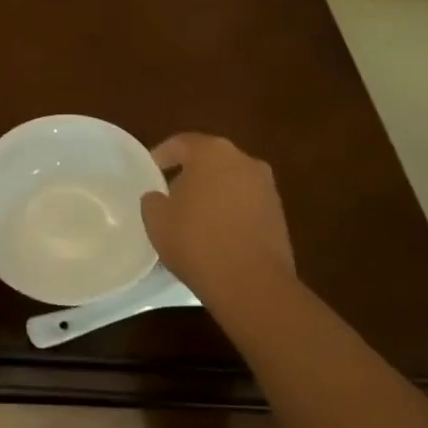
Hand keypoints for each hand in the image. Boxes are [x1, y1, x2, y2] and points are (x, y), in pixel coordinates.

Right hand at [141, 134, 295, 307]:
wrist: (252, 283)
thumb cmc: (197, 241)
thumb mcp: (157, 220)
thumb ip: (153, 200)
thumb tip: (159, 197)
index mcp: (212, 152)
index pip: (181, 143)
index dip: (161, 155)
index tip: (149, 172)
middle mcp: (244, 160)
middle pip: (210, 160)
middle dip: (189, 174)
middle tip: (170, 194)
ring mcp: (266, 187)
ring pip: (230, 182)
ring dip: (212, 194)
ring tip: (193, 218)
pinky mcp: (279, 214)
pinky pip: (245, 204)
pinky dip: (229, 212)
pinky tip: (216, 235)